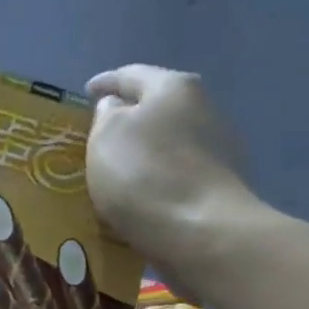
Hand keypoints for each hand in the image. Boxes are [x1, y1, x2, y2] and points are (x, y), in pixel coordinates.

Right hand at [85, 65, 258, 280]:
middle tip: (100, 134)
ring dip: (146, 152)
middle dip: (129, 119)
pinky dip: (159, 179)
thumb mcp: (106, 137)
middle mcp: (204, 108)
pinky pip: (180, 175)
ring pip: (170, 142)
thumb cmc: (145, 175)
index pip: (131, 75)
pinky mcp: (222, 187)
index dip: (105, 82)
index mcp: (173, 87)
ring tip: (118, 171)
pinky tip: (142, 196)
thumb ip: (106, 115)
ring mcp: (220, 149)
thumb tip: (117, 109)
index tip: (86, 92)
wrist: (202, 234)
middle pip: (158, 107)